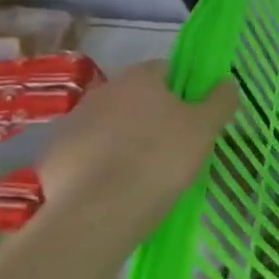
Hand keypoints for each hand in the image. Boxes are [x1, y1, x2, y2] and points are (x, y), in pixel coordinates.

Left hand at [38, 61, 237, 218]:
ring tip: (144, 168)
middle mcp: (101, 92)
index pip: (164, 68)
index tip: (194, 114)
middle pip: (134, 96)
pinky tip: (116, 185)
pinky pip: (86, 152)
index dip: (182, 88)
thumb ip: (220, 100)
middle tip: (173, 143)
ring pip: (108, 124)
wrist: (99, 210)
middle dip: (152, 113)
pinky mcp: (53, 156)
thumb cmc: (161, 158)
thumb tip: (226, 82)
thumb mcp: (205, 128)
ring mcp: (71, 124)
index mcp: (138, 79)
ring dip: (124, 137)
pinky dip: (101, 162)